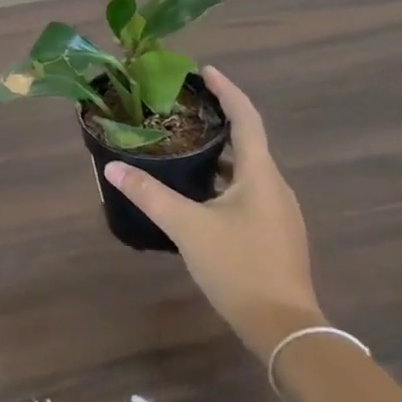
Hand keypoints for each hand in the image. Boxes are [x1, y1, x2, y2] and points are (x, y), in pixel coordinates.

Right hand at [104, 67, 323, 359]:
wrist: (287, 331)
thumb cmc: (240, 268)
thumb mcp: (188, 228)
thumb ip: (150, 195)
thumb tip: (114, 167)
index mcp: (260, 174)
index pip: (246, 117)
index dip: (227, 90)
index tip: (205, 70)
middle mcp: (275, 186)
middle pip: (249, 140)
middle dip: (220, 120)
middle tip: (186, 107)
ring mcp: (279, 213)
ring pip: (248, 170)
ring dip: (222, 153)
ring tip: (188, 145)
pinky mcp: (276, 235)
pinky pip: (250, 191)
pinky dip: (226, 179)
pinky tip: (202, 193)